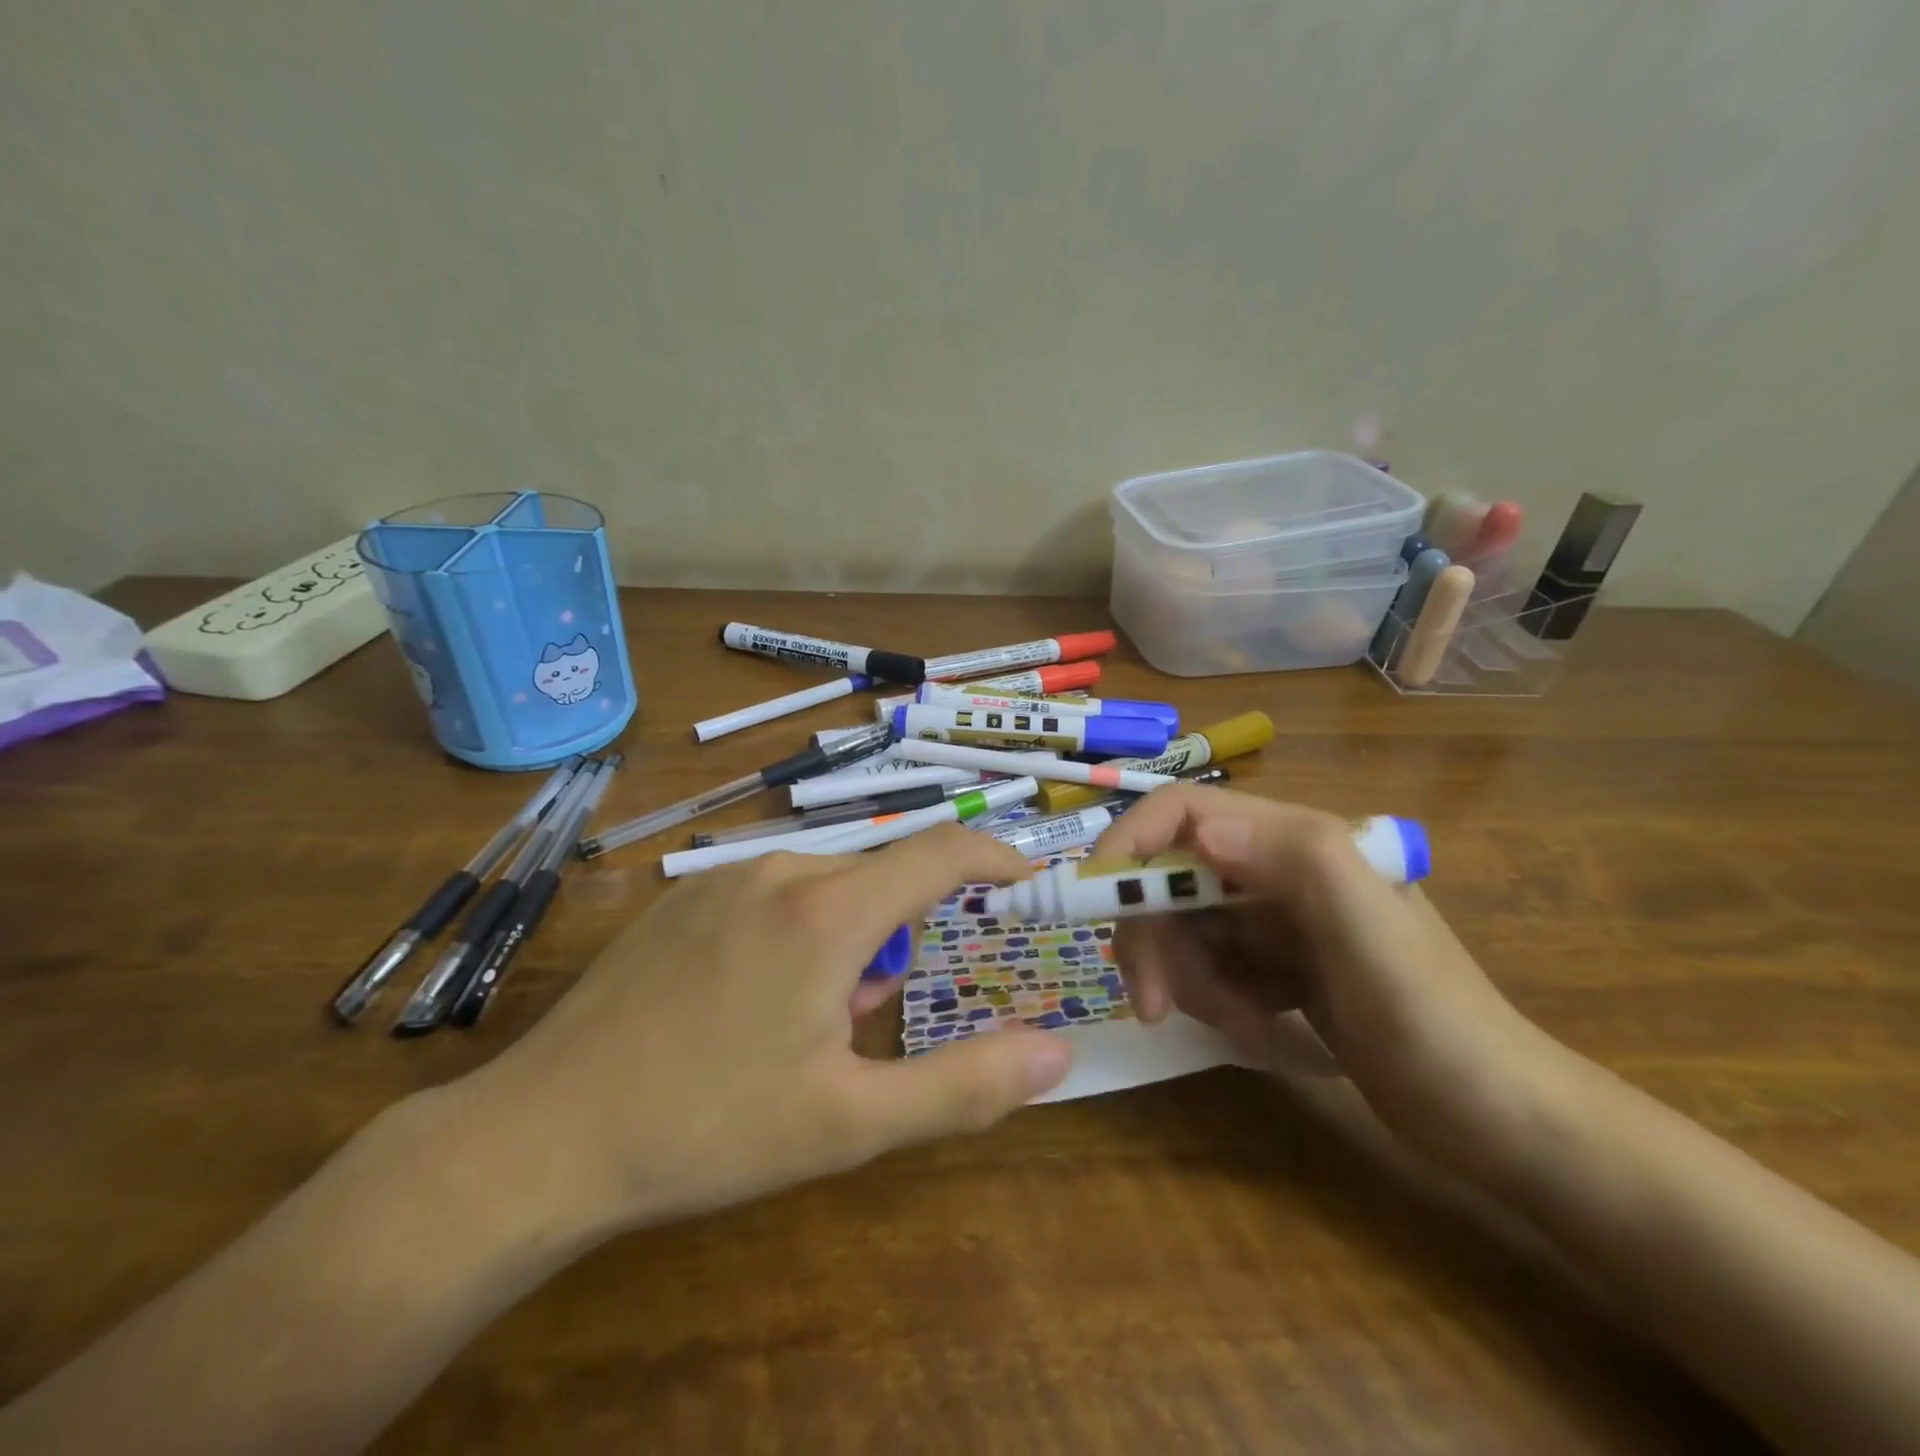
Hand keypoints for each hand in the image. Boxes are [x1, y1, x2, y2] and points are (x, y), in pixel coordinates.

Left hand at [456, 824, 1072, 1235]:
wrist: (542, 1137)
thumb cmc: (708, 1129)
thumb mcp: (849, 1121)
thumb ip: (965, 1086)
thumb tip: (1056, 1054)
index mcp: (826, 913)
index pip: (939, 853)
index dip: (992, 858)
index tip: (1023, 880)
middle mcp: (779, 872)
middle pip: (878, 883)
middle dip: (896, 941)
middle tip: (858, 1025)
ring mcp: (722, 879)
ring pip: (825, 889)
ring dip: (844, 942)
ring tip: (797, 1025)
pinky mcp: (682, 898)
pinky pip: (772, 894)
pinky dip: (795, 932)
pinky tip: (742, 1002)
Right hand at [1093, 786, 1569, 1179]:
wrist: (1502, 1123)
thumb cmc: (1439, 1024)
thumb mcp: (1374, 938)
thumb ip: (1299, 862)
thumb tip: (1199, 828)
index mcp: (1294, 842)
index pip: (1180, 813)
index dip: (1126, 846)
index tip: (1097, 908)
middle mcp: (1274, 870)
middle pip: (1165, 881)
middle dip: (1154, 943)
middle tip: (1154, 1009)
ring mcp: (1272, 919)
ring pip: (1181, 933)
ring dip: (1195, 987)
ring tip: (1252, 1030)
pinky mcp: (1273, 965)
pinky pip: (1208, 973)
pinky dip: (1222, 1008)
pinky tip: (1274, 1037)